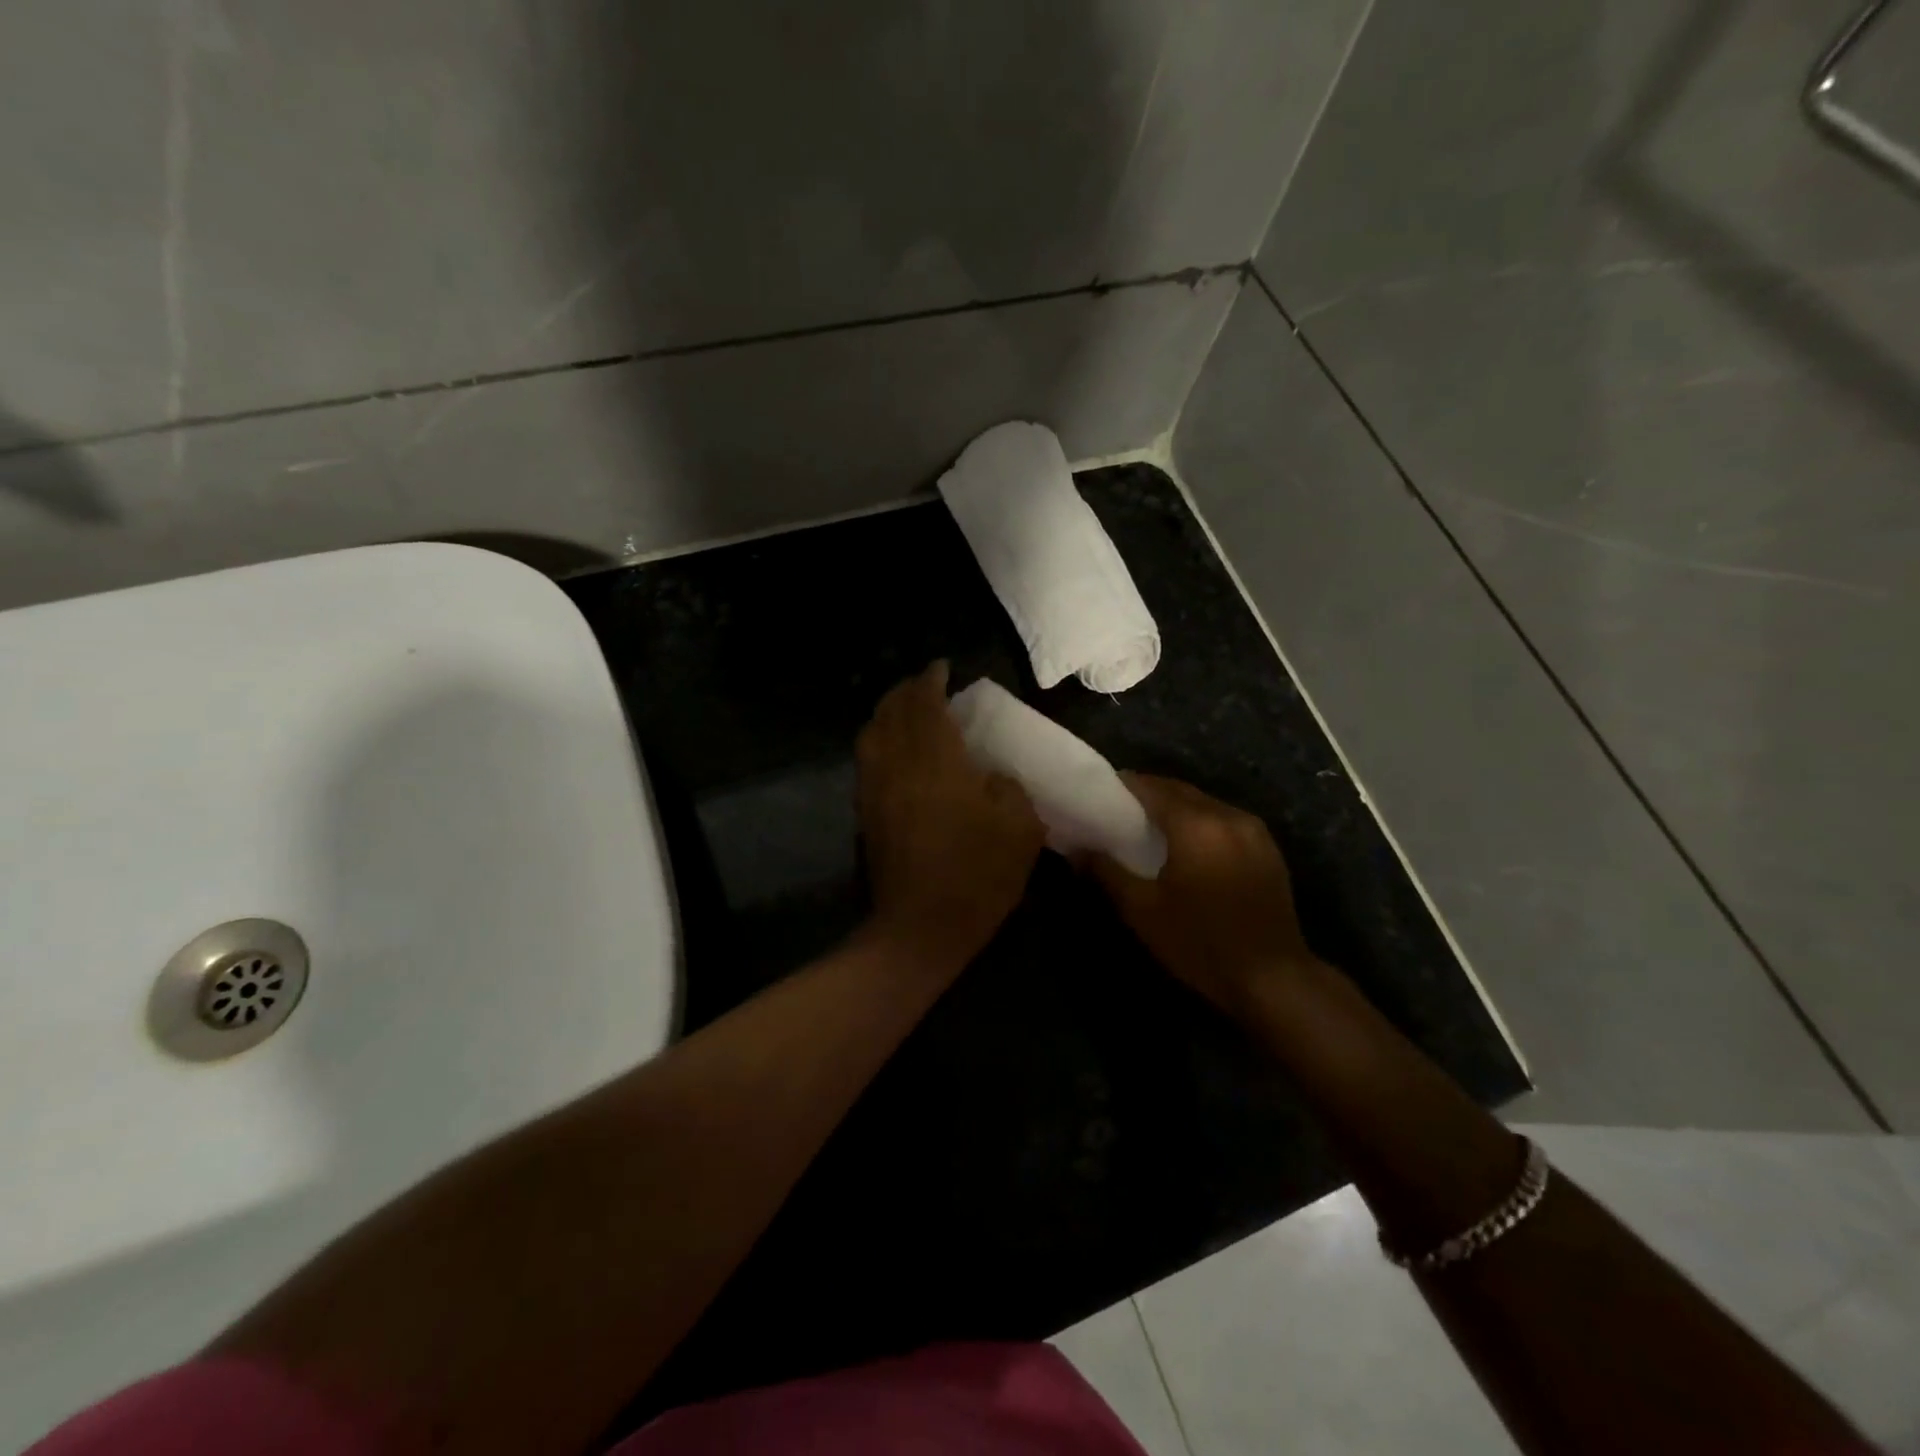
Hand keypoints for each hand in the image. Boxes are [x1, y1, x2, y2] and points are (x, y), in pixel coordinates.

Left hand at [856, 661, 1045, 968]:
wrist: (920, 928)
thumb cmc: (977, 876)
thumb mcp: (1021, 828)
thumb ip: (1010, 788)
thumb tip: (992, 775)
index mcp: (935, 760)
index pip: (925, 703)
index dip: (932, 680)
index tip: (942, 668)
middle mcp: (897, 764)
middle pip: (891, 711)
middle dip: (906, 690)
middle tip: (926, 684)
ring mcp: (875, 789)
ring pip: (872, 733)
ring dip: (888, 713)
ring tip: (908, 710)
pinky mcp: (865, 813)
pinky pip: (867, 759)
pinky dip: (879, 741)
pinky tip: (896, 750)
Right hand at [1084, 774, 1318, 1017]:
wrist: (1274, 980)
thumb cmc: (1201, 944)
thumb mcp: (1143, 910)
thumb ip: (1107, 872)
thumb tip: (1076, 850)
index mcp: (1196, 824)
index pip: (1151, 787)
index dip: (1123, 786)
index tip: (1099, 794)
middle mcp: (1228, 815)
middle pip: (1180, 790)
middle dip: (1148, 795)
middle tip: (1118, 811)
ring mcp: (1254, 830)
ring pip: (1204, 804)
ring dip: (1176, 808)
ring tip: (1149, 828)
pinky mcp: (1268, 849)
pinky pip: (1224, 821)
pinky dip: (1200, 823)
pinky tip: (1187, 847)